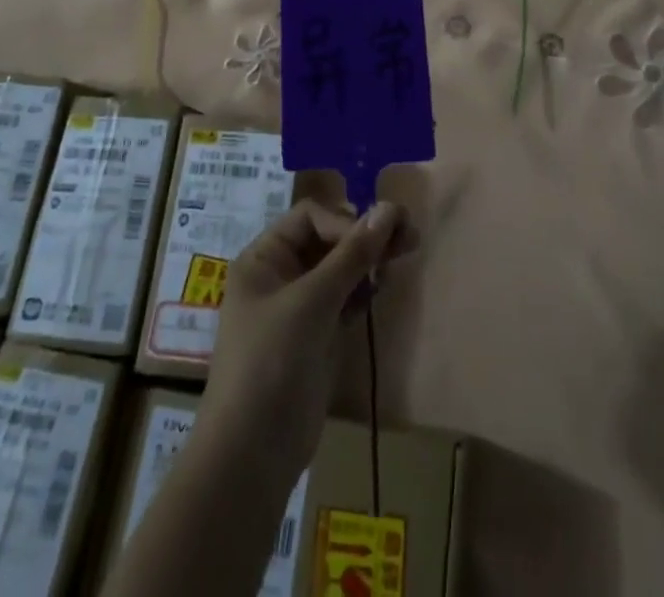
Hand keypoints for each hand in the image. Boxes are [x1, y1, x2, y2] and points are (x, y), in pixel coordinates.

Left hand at [201, 200, 414, 475]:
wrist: (253, 454)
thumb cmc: (272, 362)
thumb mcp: (312, 301)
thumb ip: (352, 254)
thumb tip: (390, 208)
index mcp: (263, 258)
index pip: (311, 217)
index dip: (345, 222)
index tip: (377, 240)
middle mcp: (279, 274)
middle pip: (328, 238)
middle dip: (365, 236)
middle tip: (409, 235)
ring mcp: (299, 306)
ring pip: (341, 267)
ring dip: (369, 259)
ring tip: (405, 252)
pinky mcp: (317, 334)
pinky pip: (345, 297)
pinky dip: (364, 288)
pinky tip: (384, 285)